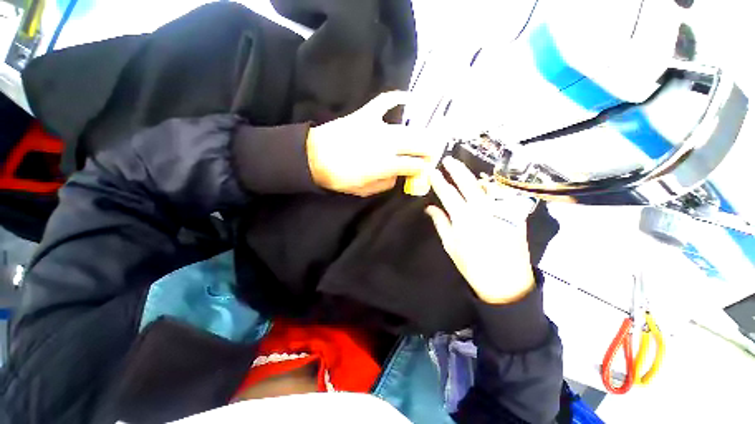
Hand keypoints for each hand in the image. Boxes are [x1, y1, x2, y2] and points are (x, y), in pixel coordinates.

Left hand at [306, 91, 441, 196]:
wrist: (314, 157)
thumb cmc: (340, 178)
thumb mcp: (365, 190)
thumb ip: (386, 184)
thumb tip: (398, 176)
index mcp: (387, 165)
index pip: (415, 165)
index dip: (424, 167)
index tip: (427, 168)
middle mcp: (387, 144)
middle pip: (418, 144)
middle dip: (429, 150)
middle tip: (431, 154)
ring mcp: (377, 126)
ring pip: (408, 129)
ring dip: (421, 134)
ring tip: (426, 138)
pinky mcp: (366, 114)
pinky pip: (385, 101)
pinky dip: (397, 98)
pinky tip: (408, 98)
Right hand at [426, 157, 534, 303]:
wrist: (506, 282)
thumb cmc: (472, 265)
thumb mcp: (451, 245)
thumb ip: (441, 223)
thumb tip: (430, 207)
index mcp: (464, 218)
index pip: (448, 193)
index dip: (439, 180)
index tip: (432, 171)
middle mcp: (482, 210)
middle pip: (468, 183)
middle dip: (456, 169)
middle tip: (448, 160)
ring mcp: (500, 210)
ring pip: (486, 186)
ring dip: (474, 176)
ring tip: (465, 172)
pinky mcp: (514, 214)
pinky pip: (500, 195)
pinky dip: (490, 188)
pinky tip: (485, 186)